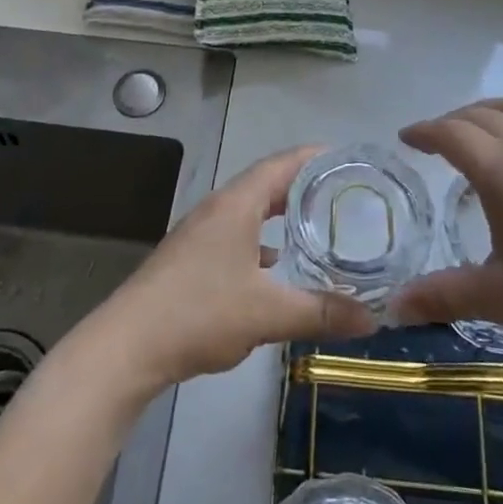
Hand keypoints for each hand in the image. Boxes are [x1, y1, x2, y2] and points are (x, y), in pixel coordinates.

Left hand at [79, 146, 378, 397]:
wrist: (129, 346)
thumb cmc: (200, 313)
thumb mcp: (268, 313)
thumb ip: (321, 312)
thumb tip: (373, 319)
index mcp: (236, 204)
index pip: (281, 164)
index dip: (314, 157)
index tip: (348, 159)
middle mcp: (218, 209)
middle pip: (266, 184)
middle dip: (303, 187)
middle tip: (343, 193)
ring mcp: (201, 233)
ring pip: (250, 212)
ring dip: (281, 214)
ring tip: (318, 225)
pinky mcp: (192, 259)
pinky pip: (237, 236)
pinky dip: (261, 241)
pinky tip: (276, 265)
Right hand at [389, 94, 502, 371]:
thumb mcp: (502, 298)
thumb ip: (443, 296)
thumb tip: (392, 308)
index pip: (452, 134)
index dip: (424, 131)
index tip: (406, 138)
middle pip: (483, 115)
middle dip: (453, 122)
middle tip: (438, 142)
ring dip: (491, 109)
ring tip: (479, 127)